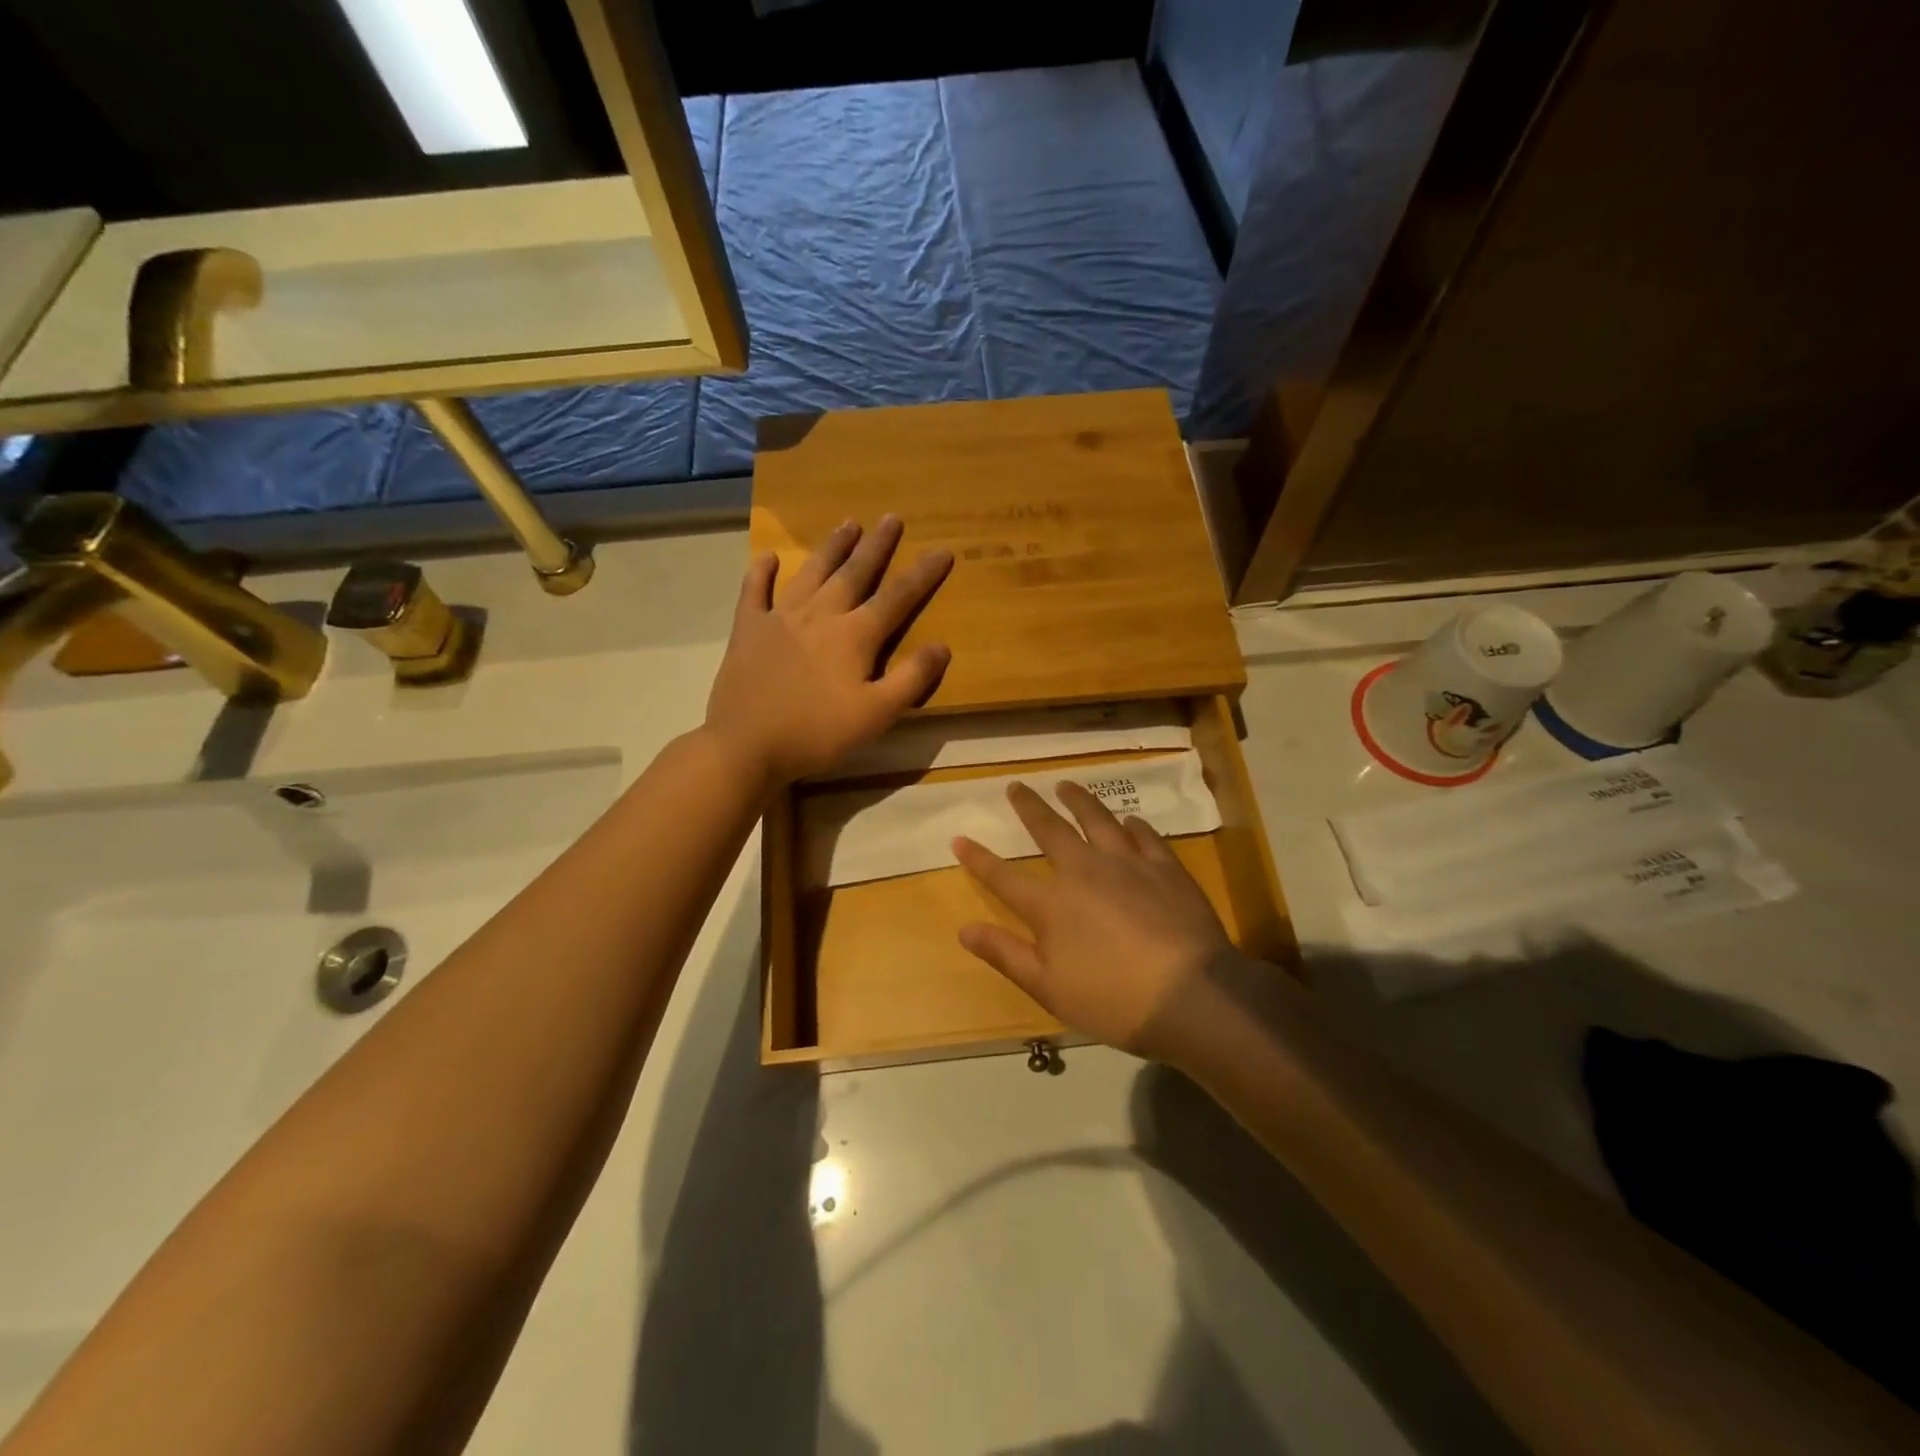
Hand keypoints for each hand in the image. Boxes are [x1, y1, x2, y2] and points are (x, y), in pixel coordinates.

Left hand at [706, 516, 952, 786]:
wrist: (747, 745)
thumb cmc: (817, 733)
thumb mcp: (876, 715)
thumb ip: (911, 679)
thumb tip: (943, 646)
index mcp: (854, 636)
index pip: (897, 597)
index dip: (923, 574)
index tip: (943, 550)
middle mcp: (820, 615)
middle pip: (854, 573)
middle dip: (876, 545)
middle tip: (891, 517)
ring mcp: (780, 618)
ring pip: (812, 573)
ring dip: (832, 547)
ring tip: (848, 523)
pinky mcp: (748, 630)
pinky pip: (754, 592)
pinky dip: (761, 573)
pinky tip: (767, 558)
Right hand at [953, 781, 1233, 1063]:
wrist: (1191, 996)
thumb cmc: (1113, 1000)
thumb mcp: (1048, 987)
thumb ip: (1005, 954)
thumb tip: (964, 929)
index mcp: (1052, 905)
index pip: (1004, 876)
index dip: (978, 858)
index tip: (959, 838)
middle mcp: (1085, 871)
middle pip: (1050, 830)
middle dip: (1029, 807)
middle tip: (1016, 786)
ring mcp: (1128, 864)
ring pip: (1097, 819)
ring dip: (1078, 800)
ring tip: (1066, 785)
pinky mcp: (1166, 867)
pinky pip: (1144, 835)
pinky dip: (1131, 825)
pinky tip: (1129, 820)